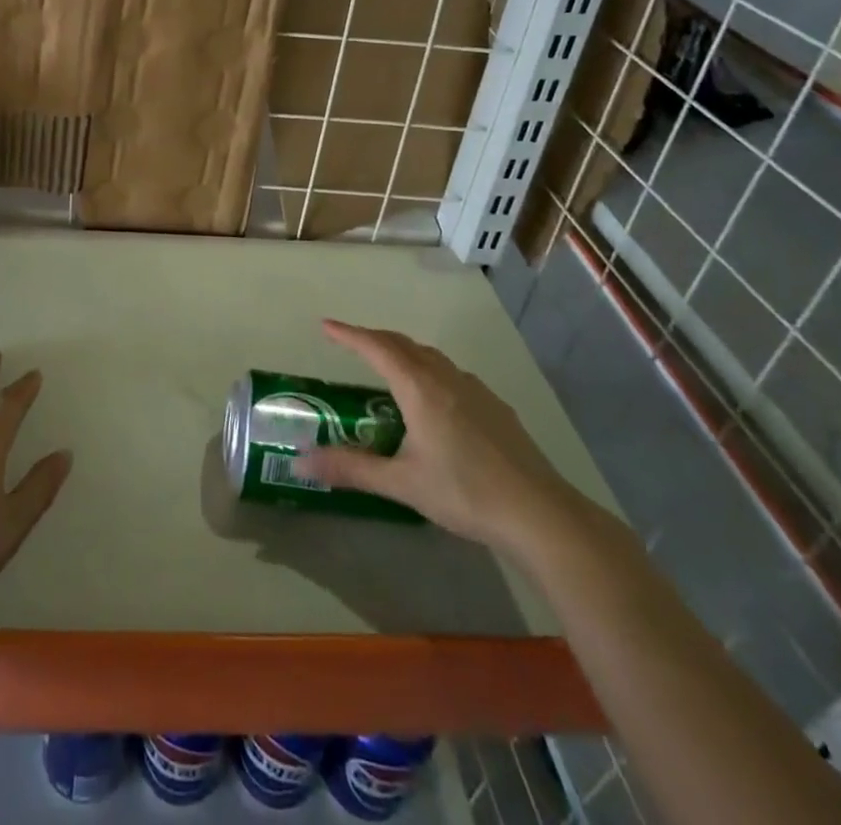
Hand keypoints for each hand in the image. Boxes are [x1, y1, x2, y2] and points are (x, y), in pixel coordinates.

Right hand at [294, 320, 586, 554]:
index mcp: (420, 388)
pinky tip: (433, 400)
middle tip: (350, 343)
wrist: (539, 514)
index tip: (326, 325)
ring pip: (430, 357)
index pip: (376, 348)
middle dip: (374, 339)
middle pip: (403, 345)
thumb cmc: (464, 493)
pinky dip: (428, 370)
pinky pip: (451, 374)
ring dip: (403, 352)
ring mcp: (475, 390)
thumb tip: (301, 462)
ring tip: (388, 366)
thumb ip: (351, 468)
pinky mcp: (495, 407)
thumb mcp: (402, 483)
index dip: (349, 335)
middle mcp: (446, 378)